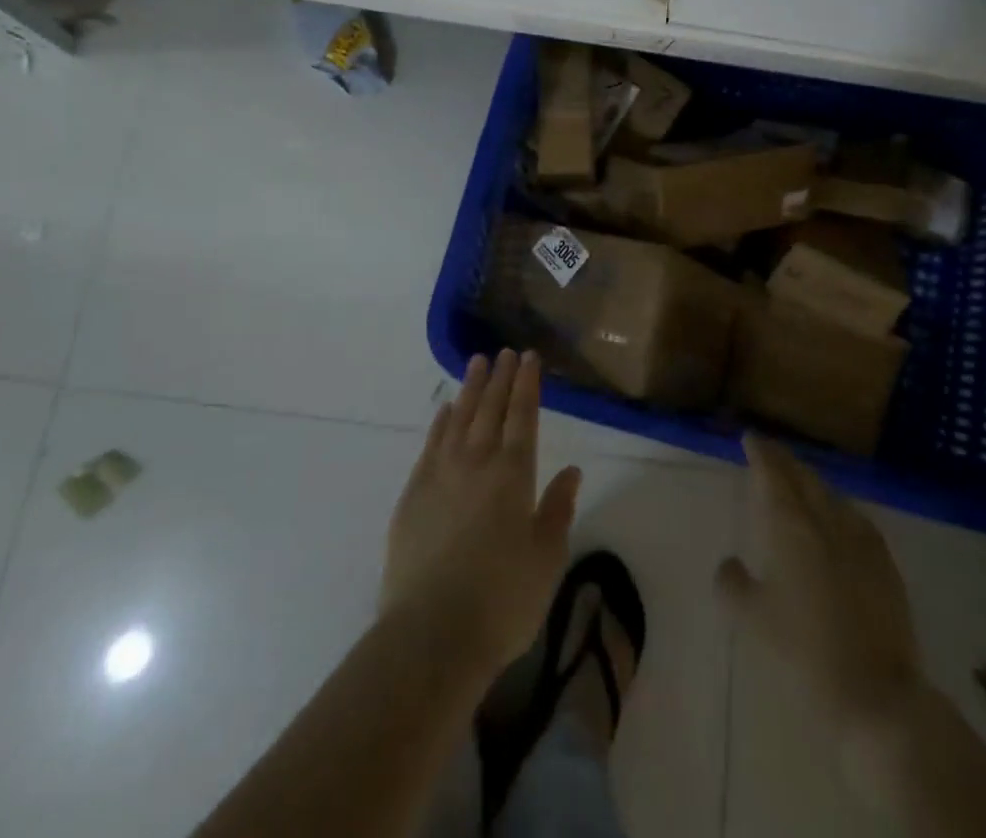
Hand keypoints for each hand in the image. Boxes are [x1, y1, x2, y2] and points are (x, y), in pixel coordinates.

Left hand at [381, 349, 582, 680]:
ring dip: (469, 389)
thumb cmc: (502, 600)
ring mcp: (440, 474)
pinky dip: (439, 423)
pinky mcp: (413, 493)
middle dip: (500, 378)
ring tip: (476, 364)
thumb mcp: (546, 559)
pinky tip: (444, 411)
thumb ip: (558, 509)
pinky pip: (430, 444)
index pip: (522, 416)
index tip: (528, 357)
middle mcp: (476, 462)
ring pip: (458, 419)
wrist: (432, 634)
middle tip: (504, 352)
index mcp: (513, 474)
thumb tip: (573, 470)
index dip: (527, 384)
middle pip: (490, 408)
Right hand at [716, 433, 924, 730]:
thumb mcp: (752, 619)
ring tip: (800, 481)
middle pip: (804, 477)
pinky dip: (839, 508)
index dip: (760, 452)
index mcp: (790, 526)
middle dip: (785, 460)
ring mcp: (861, 541)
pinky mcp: (885, 564)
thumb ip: (733, 583)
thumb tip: (729, 563)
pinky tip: (839, 519)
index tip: (750, 437)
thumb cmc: (803, 651)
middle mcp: (825, 521)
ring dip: (812, 482)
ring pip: (832, 495)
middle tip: (769, 452)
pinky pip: (856, 519)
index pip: (772, 474)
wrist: (876, 694)